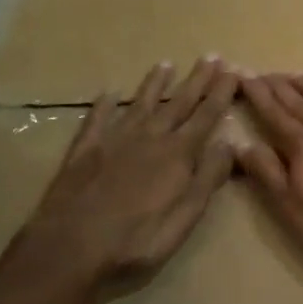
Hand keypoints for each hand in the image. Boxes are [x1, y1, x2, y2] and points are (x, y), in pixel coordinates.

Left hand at [1, 58, 239, 300]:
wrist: (70, 247)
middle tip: (210, 56)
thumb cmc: (135, 241)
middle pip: (177, 103)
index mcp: (177, 155)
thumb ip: (207, 179)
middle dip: (197, 80)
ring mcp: (114, 139)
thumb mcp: (184, 219)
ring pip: (140, 104)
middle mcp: (149, 138)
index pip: (205, 116)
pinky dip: (104, 104)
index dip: (220, 93)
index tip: (232, 71)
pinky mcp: (85, 149)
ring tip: (165, 63)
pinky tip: (108, 93)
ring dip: (155, 84)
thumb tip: (229, 142)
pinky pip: (98, 119)